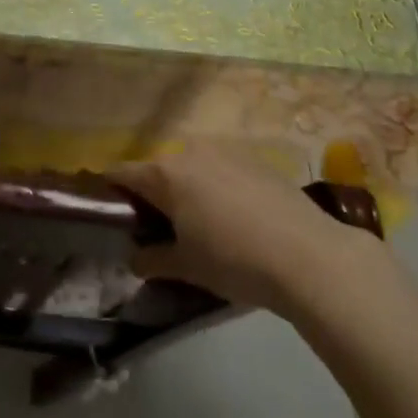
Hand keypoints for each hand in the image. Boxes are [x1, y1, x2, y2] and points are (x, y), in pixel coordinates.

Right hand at [110, 147, 378, 312]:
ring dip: (187, 189)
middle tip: (158, 228)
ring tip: (199, 223)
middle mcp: (191, 152)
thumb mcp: (186, 267)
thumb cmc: (234, 260)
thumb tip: (133, 258)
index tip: (110, 211)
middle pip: (159, 169)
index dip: (111, 191)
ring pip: (192, 167)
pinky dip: (217, 186)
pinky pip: (222, 169)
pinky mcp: (256, 159)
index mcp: (166, 174)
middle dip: (153, 194)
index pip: (122, 173)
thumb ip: (152, 259)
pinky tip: (234, 217)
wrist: (308, 254)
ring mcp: (226, 151)